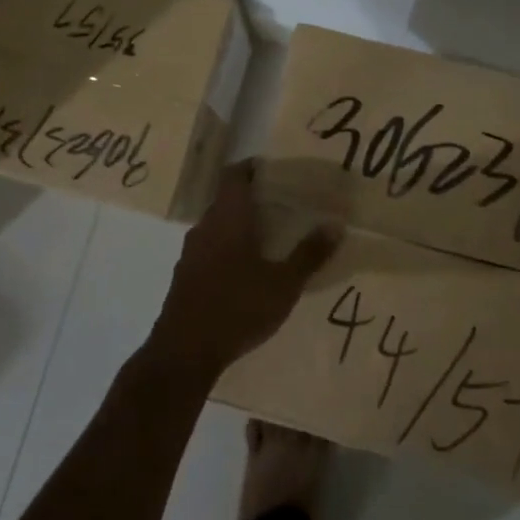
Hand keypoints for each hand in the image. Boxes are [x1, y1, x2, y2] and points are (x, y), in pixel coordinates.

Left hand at [145, 161, 339, 377]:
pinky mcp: (185, 276)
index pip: (234, 175)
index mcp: (228, 217)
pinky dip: (227, 250)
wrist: (183, 352)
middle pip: (227, 200)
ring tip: (269, 239)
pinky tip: (245, 271)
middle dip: (252, 200)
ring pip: (217, 226)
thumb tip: (336, 225)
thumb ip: (309, 254)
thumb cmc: (237, 307)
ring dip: (239, 226)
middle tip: (283, 207)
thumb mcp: (283, 284)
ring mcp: (191, 252)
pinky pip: (209, 250)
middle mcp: (205, 227)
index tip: (275, 172)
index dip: (252, 168)